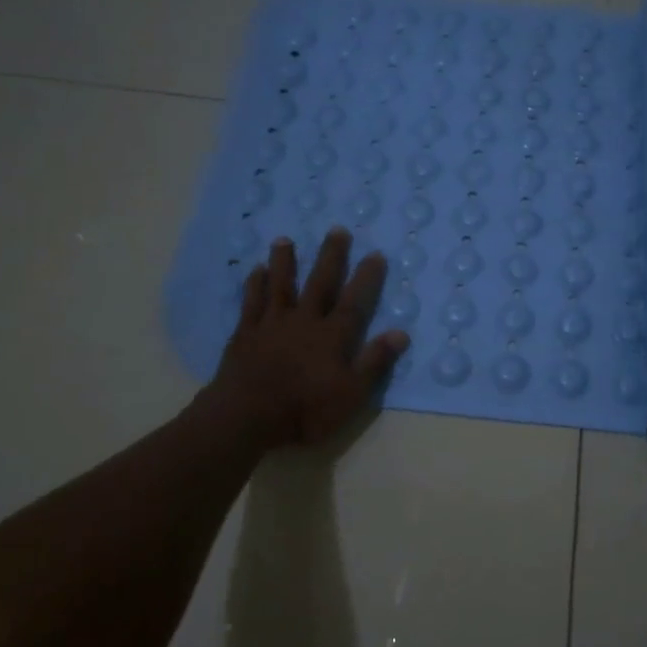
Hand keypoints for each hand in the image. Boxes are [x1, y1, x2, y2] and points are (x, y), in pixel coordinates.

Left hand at [208, 229, 408, 447]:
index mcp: (332, 336)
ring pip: (280, 286)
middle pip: (320, 283)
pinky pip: (252, 303)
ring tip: (285, 239)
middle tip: (337, 230)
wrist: (246, 417)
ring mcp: (272, 325)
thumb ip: (375, 362)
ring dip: (284, 262)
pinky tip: (255, 271)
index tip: (375, 254)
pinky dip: (255, 285)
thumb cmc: (305, 410)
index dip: (366, 278)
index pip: (354, 302)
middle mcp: (304, 321)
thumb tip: (401, 333)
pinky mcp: (245, 334)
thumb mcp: (351, 394)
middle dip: (330, 257)